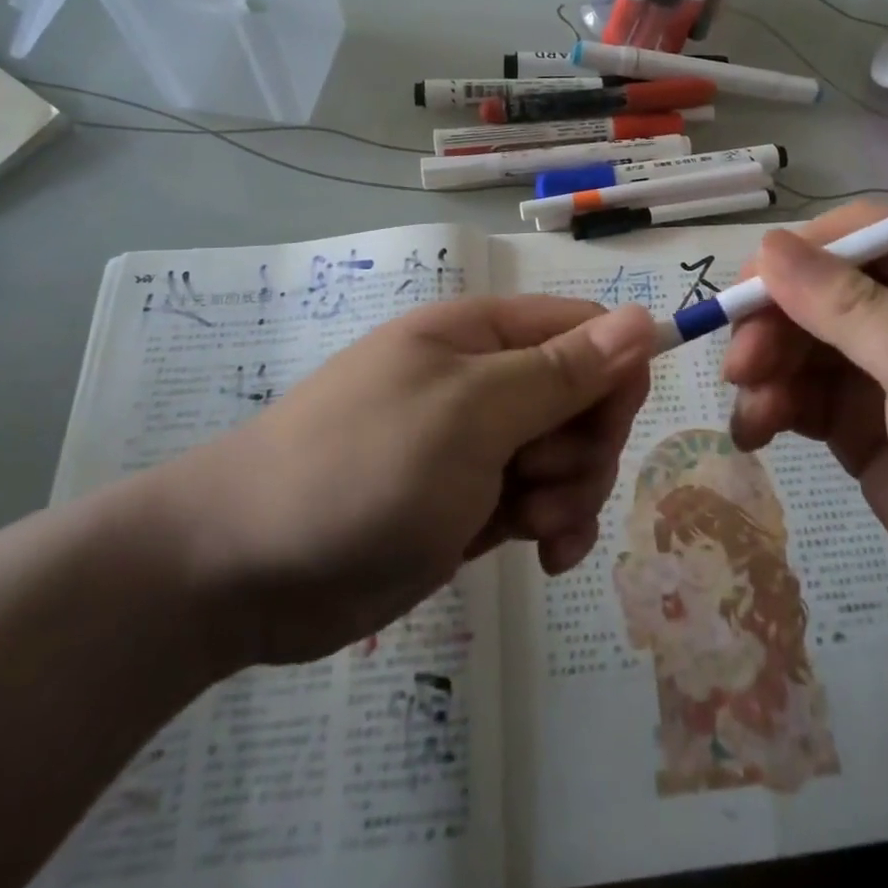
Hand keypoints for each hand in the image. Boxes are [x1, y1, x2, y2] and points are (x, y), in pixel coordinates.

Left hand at [152, 297, 655, 667]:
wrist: (242, 570)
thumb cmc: (362, 470)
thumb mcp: (471, 413)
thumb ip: (561, 370)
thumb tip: (645, 317)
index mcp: (483, 334)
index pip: (590, 331)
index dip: (614, 376)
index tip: (602, 430)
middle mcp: (487, 379)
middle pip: (587, 397)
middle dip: (585, 448)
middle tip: (538, 483)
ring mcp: (479, 443)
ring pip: (570, 455)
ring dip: (569, 495)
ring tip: (525, 526)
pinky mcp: (472, 500)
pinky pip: (544, 502)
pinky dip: (554, 527)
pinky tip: (543, 560)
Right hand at [722, 204, 887, 650]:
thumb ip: (858, 312)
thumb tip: (769, 249)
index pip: (860, 234)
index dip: (797, 255)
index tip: (748, 292)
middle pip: (816, 289)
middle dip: (772, 322)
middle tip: (741, 366)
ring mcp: (884, 371)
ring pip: (797, 342)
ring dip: (763, 368)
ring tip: (751, 414)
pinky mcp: (860, 424)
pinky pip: (798, 395)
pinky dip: (769, 407)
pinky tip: (754, 433)